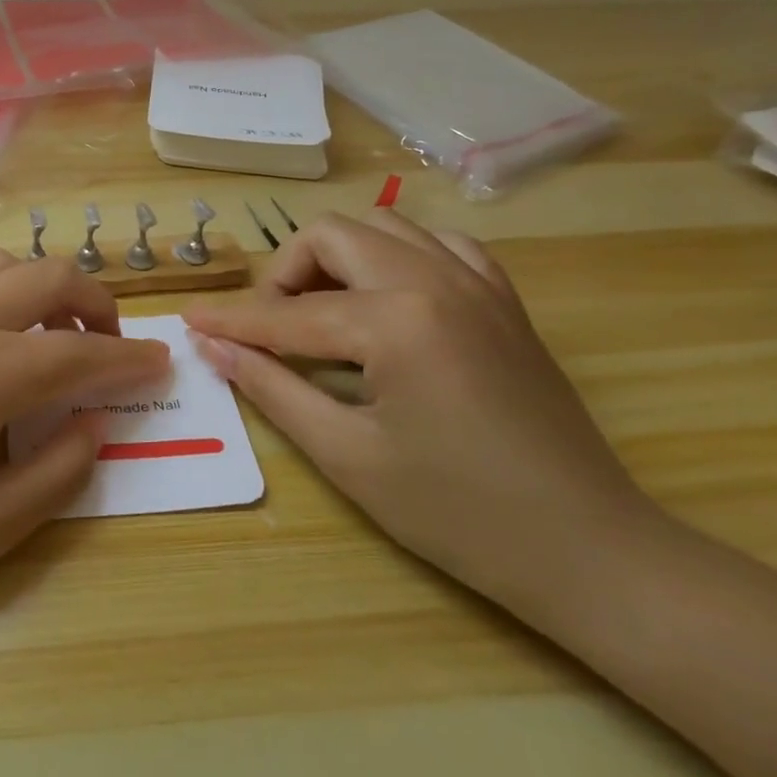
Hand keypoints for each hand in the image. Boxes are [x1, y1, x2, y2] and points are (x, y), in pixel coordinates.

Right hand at [184, 210, 657, 612]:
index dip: (232, 322)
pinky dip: (396, 258)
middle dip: (283, 275)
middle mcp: (435, 278)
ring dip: (336, 258)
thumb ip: (272, 388)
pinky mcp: (503, 299)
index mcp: (396, 320)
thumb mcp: (346, 455)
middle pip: (331, 236)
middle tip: (267, 329)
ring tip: (321, 313)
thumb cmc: (457, 513)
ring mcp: (478, 282)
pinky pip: (438, 245)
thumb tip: (213, 348)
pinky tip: (385, 302)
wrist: (588, 549)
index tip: (188, 322)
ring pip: (383, 226)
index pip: (288, 313)